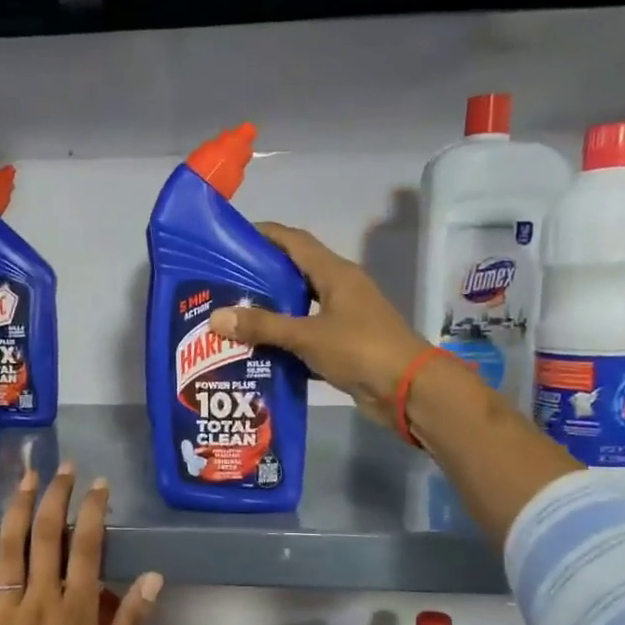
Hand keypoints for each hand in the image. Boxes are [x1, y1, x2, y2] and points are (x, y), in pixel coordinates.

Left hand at [0, 465, 162, 624]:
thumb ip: (130, 623)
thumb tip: (154, 577)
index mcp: (76, 614)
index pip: (87, 549)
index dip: (93, 512)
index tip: (98, 485)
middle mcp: (40, 603)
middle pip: (47, 537)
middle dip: (57, 497)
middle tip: (64, 468)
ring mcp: (3, 611)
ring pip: (10, 548)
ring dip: (20, 508)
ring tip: (28, 477)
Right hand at [209, 222, 430, 425]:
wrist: (408, 389)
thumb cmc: (360, 350)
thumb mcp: (307, 335)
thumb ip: (262, 326)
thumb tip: (216, 316)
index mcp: (335, 273)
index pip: (294, 241)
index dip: (264, 234)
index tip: (231, 239)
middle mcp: (339, 289)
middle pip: (293, 272)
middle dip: (259, 275)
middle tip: (222, 283)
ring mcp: (342, 317)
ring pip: (298, 305)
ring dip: (269, 309)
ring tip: (232, 315)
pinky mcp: (342, 344)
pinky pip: (305, 333)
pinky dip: (282, 338)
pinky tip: (255, 348)